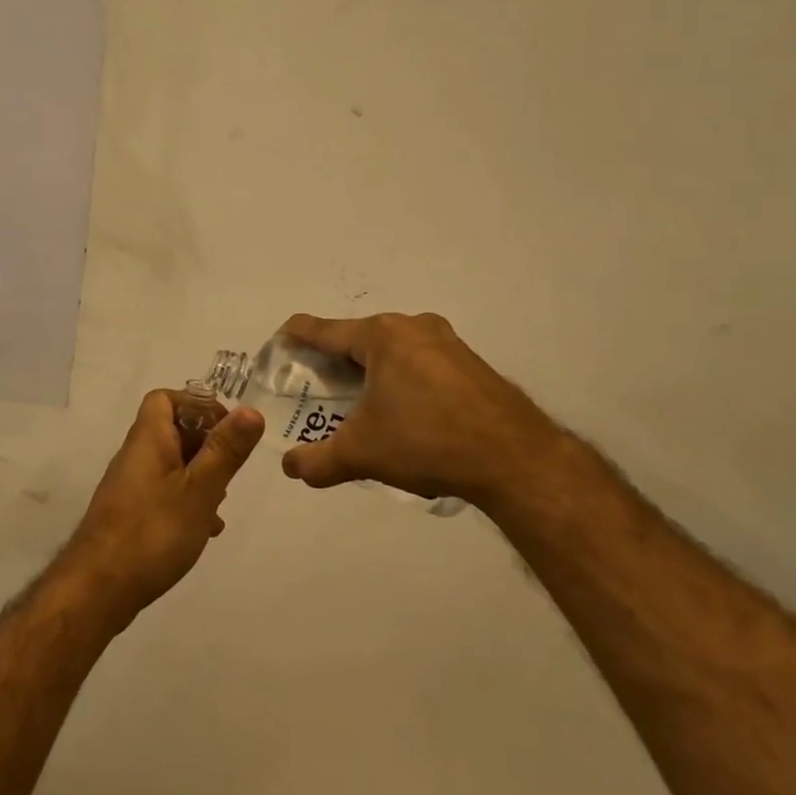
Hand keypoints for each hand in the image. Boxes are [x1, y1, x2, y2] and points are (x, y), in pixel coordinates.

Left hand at [62, 390, 263, 623]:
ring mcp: (130, 487)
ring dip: (199, 474)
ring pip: (171, 464)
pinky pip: (164, 493)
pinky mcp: (130, 515)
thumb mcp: (200, 489)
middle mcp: (135, 456)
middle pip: (171, 430)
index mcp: (149, 439)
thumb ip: (226, 450)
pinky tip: (206, 528)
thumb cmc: (154, 531)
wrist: (98, 589)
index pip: (165, 399)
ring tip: (222, 500)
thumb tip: (251, 409)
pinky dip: (187, 500)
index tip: (227, 428)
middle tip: (232, 466)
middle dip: (206, 442)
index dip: (197, 404)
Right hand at [277, 313, 562, 507]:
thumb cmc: (426, 441)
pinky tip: (404, 413)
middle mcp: (413, 326)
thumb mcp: (361, 453)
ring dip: (371, 372)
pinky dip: (402, 379)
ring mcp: (447, 342)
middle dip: (335, 361)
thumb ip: (318, 461)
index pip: (324, 329)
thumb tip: (290, 468)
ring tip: (359, 404)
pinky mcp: (471, 363)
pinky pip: (421, 362)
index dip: (297, 335)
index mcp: (381, 336)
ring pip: (393, 350)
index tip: (280, 342)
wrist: (515, 459)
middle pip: (359, 339)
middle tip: (317, 390)